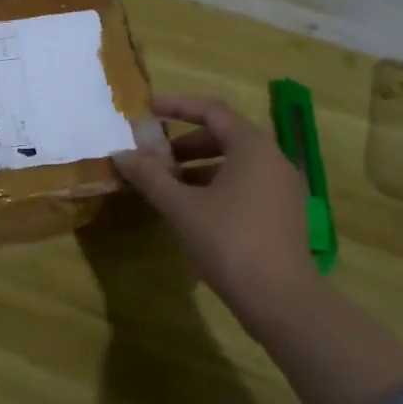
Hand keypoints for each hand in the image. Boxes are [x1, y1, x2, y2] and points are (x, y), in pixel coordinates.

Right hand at [110, 94, 320, 315]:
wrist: (280, 298)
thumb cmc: (228, 242)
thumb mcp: (181, 207)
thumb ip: (150, 176)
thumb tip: (120, 154)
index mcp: (252, 146)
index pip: (211, 110)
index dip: (176, 105)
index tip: (146, 109)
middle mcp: (273, 158)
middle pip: (224, 134)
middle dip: (185, 141)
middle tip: (153, 154)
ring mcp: (282, 186)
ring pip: (235, 161)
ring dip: (198, 165)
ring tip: (166, 183)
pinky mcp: (282, 211)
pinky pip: (245, 182)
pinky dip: (216, 184)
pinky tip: (192, 207)